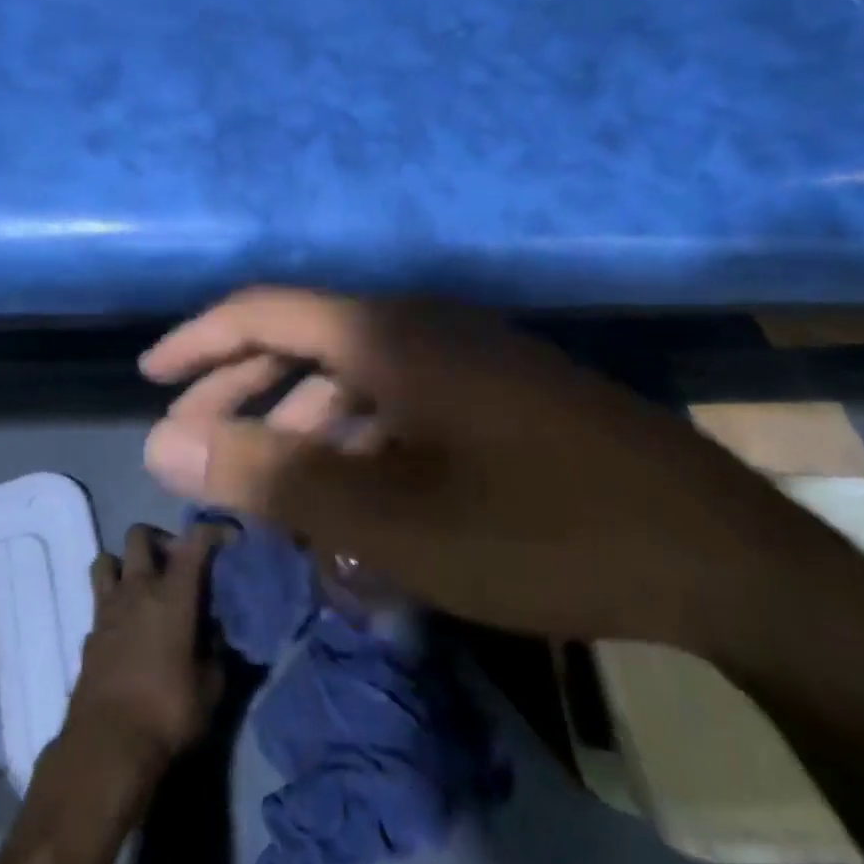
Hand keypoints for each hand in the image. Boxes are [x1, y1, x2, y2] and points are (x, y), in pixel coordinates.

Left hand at [64, 522, 226, 774]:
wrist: (106, 749)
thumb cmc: (167, 713)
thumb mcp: (210, 687)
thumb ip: (217, 651)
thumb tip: (218, 631)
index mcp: (173, 593)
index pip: (195, 540)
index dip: (214, 530)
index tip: (229, 539)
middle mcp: (138, 588)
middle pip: (139, 535)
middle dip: (159, 540)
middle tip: (176, 565)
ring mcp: (107, 610)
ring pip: (107, 560)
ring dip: (125, 565)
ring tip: (143, 588)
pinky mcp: (88, 635)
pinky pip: (99, 603)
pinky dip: (113, 606)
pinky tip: (126, 629)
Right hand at [140, 288, 826, 656]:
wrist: (712, 552)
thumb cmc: (535, 529)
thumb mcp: (384, 517)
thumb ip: (269, 476)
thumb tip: (163, 446)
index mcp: (388, 333)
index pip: (265, 311)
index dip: (199, 341)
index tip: (151, 377)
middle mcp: (423, 326)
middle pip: (306, 344)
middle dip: (241, 394)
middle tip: (191, 446)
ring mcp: (467, 358)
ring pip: (356, 382)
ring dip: (304, 430)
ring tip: (267, 492)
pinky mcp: (500, 395)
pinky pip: (404, 408)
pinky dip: (363, 447)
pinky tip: (354, 504)